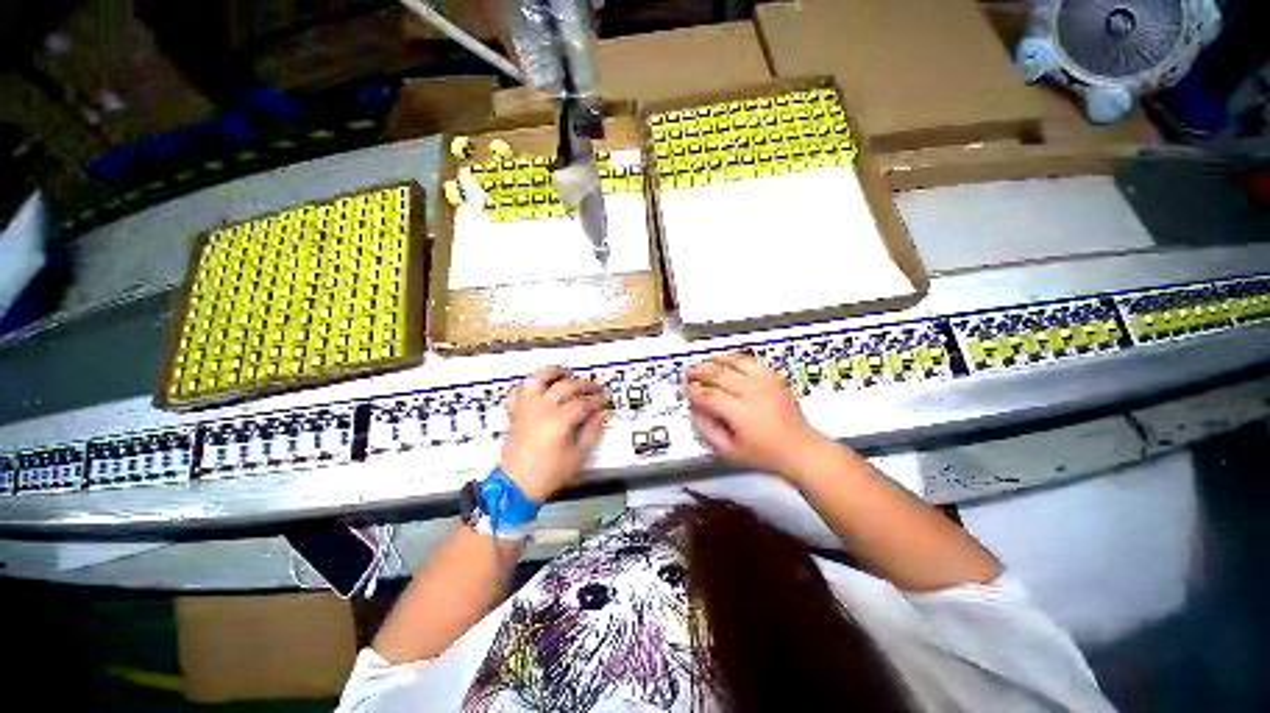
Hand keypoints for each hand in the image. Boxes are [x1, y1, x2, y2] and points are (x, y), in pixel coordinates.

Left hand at [500, 366, 606, 501]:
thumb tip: (600, 415)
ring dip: (553, 373)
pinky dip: (527, 385)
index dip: (596, 401)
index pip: (583, 402)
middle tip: (595, 388)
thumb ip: (590, 432)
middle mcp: (541, 407)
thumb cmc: (549, 474)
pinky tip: (536, 388)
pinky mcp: (514, 412)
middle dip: (583, 385)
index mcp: (559, 419)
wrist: (517, 484)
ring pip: (538, 378)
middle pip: (565, 386)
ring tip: (565, 374)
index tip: (604, 402)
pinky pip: (517, 391)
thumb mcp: (577, 457)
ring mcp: (525, 407)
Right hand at [685, 353, 832, 477]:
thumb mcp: (730, 452)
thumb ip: (708, 431)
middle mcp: (753, 392)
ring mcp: (766, 382)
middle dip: (699, 372)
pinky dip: (735, 359)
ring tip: (703, 363)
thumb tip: (695, 412)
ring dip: (715, 361)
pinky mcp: (775, 378)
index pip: (709, 395)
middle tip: (687, 373)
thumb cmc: (765, 454)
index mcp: (741, 412)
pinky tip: (727, 362)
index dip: (693, 392)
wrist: (798, 448)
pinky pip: (751, 361)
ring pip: (734, 362)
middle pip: (719, 374)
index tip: (684, 391)